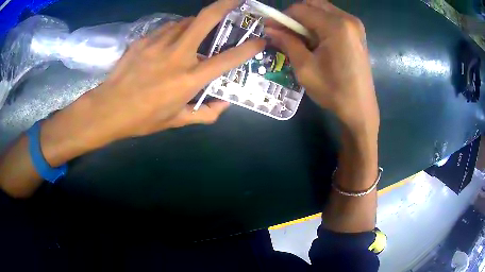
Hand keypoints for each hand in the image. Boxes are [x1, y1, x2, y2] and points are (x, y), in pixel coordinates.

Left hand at [78, 0, 264, 144]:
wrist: (108, 109)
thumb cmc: (143, 118)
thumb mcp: (177, 121)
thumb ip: (205, 114)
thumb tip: (224, 104)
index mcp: (189, 79)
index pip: (227, 59)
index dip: (248, 48)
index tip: (260, 40)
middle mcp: (178, 55)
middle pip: (206, 20)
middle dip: (225, 4)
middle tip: (237, 0)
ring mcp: (159, 43)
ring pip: (185, 22)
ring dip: (196, 23)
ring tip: (196, 32)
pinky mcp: (144, 40)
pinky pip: (167, 28)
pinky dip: (175, 30)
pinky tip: (171, 40)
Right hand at [265, 0, 378, 136]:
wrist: (360, 109)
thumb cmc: (333, 91)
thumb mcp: (305, 67)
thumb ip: (287, 42)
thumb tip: (269, 29)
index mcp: (336, 26)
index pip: (301, 9)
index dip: (282, 17)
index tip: (270, 28)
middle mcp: (348, 19)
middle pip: (313, 4)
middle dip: (296, 15)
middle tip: (286, 32)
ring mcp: (355, 25)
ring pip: (323, 10)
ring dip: (308, 19)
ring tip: (301, 38)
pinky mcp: (357, 33)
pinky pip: (334, 18)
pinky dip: (320, 24)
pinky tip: (317, 40)